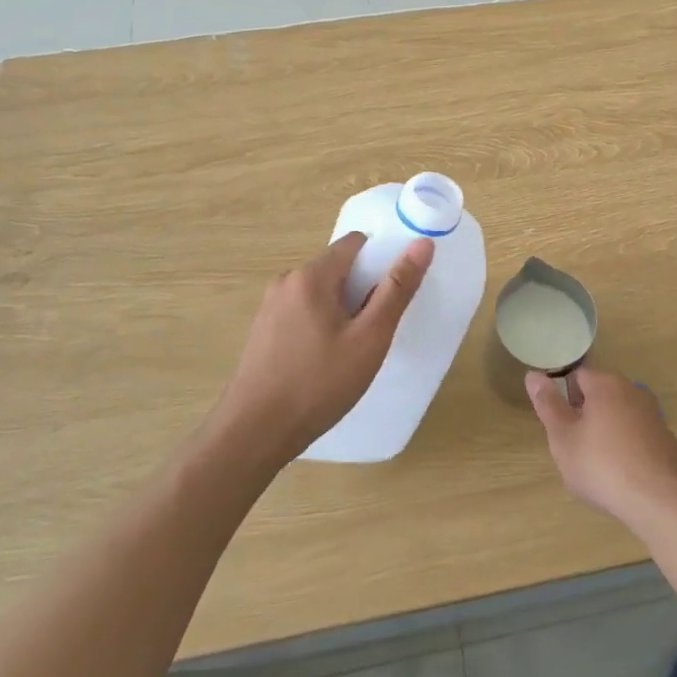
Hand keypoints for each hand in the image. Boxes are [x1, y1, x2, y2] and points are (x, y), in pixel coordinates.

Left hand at [213, 233, 433, 468]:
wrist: (254, 433)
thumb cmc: (319, 384)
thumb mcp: (369, 338)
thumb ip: (397, 289)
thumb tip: (422, 244)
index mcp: (311, 275)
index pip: (356, 243)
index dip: (381, 261)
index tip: (393, 295)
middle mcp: (286, 281)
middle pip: (338, 267)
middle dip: (362, 290)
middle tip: (375, 330)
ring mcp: (270, 306)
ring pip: (321, 292)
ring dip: (342, 310)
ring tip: (352, 350)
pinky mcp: (263, 330)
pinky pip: (303, 311)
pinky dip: (321, 324)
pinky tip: (325, 361)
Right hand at [526, 367, 676, 527]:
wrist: (660, 502)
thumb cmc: (602, 466)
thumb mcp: (563, 438)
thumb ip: (548, 404)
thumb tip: (533, 374)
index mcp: (606, 385)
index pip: (576, 376)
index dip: (562, 397)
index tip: (558, 424)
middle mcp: (633, 391)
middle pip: (599, 394)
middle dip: (584, 415)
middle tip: (573, 446)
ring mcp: (653, 416)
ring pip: (618, 415)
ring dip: (605, 430)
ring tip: (596, 464)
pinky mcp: (666, 440)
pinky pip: (636, 435)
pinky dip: (625, 446)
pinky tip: (621, 474)